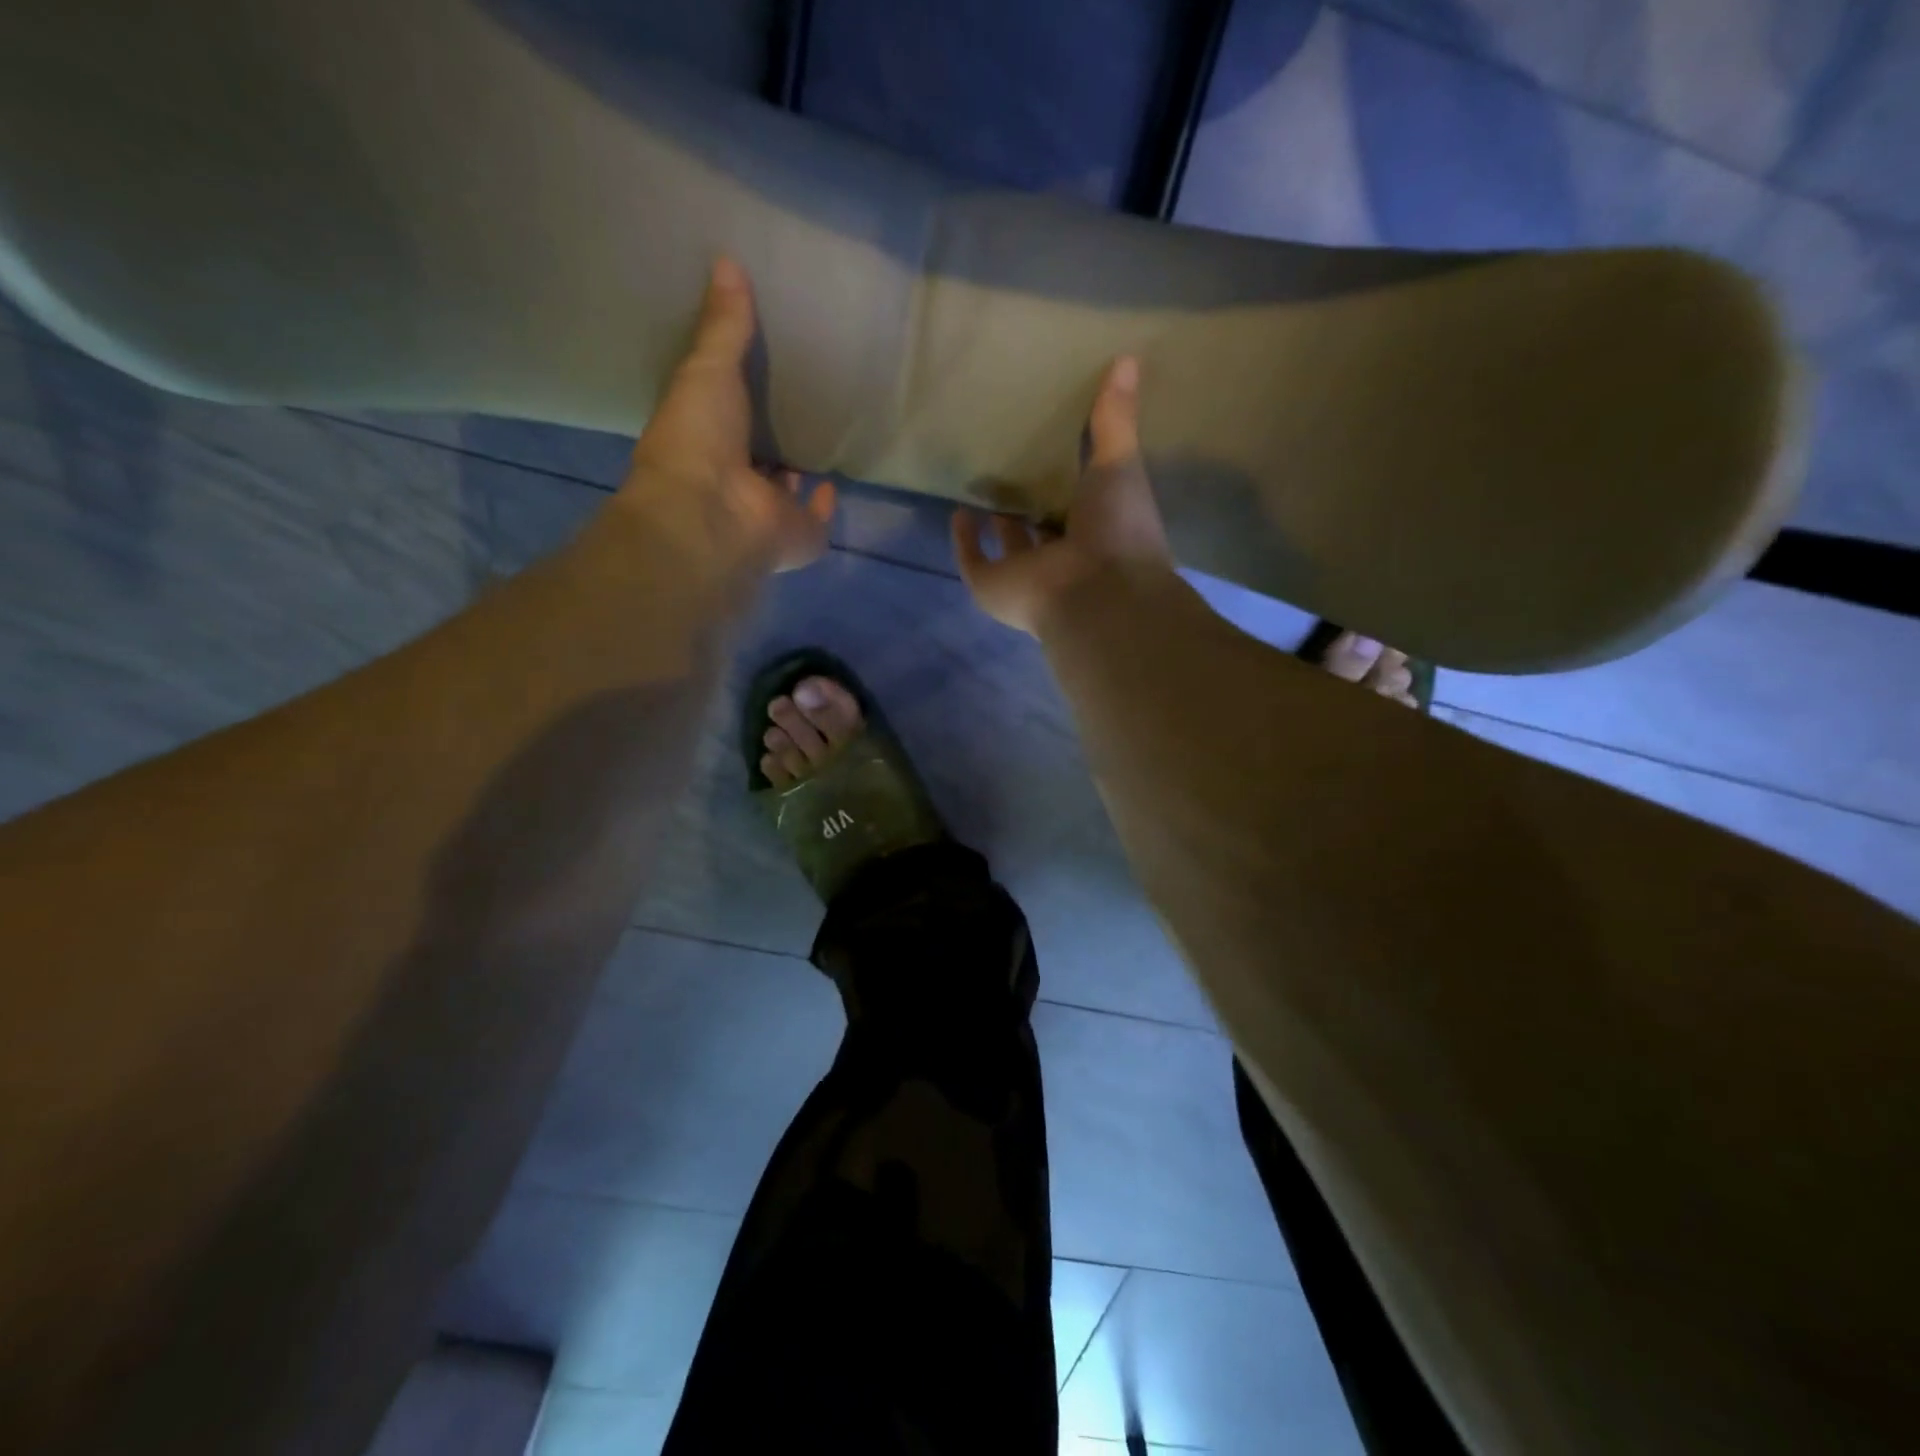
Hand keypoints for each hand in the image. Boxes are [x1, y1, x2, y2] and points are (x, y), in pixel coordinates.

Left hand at [613, 257, 834, 579]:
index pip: (722, 420)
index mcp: (703, 444)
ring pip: (784, 491)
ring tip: (815, 438)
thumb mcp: (706, 370)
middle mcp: (733, 481)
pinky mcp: (798, 536)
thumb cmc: (697, 441)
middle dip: (770, 439)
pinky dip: (823, 505)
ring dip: (795, 472)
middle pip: (755, 457)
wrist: (713, 515)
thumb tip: (728, 260)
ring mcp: (765, 513)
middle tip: (791, 408)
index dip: (735, 403)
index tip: (751, 378)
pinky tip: (832, 483)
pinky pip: (815, 521)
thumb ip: (724, 326)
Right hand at [952, 355, 1171, 634]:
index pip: (1081, 505)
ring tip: (984, 481)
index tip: (1056, 451)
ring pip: (1008, 546)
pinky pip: (973, 559)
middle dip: (1030, 503)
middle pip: (1041, 528)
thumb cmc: (1118, 530)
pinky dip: (965, 539)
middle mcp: (1062, 557)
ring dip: (997, 520)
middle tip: (1015, 464)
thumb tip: (1128, 357)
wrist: (1096, 591)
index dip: (1069, 484)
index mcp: (1098, 533)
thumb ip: (1116, 418)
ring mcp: (1026, 575)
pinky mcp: (992, 585)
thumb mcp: (1120, 464)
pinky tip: (959, 510)